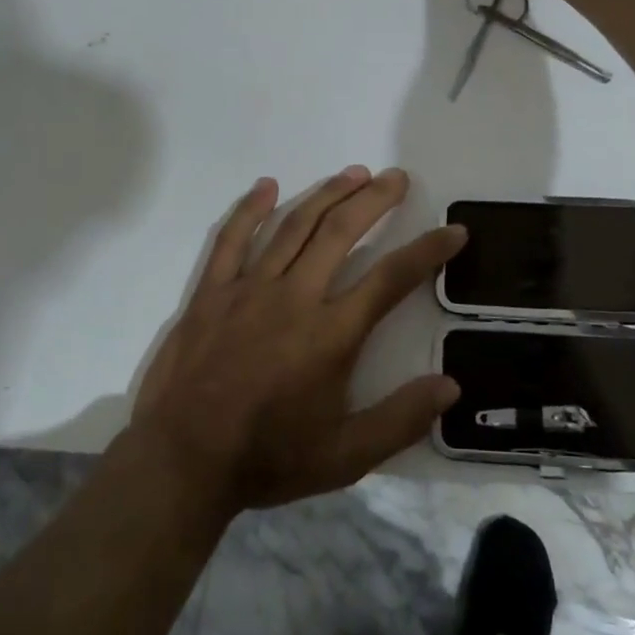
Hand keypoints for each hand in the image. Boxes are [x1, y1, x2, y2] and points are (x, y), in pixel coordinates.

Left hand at [130, 166, 464, 515]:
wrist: (181, 462)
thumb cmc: (268, 458)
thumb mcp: (345, 456)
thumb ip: (400, 419)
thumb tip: (451, 386)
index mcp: (331, 334)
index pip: (391, 278)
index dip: (428, 250)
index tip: (453, 230)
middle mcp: (294, 297)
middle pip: (341, 232)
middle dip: (374, 199)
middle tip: (397, 177)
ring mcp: (248, 288)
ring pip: (294, 226)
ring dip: (327, 194)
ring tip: (353, 172)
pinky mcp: (211, 292)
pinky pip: (230, 239)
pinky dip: (249, 209)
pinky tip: (266, 186)